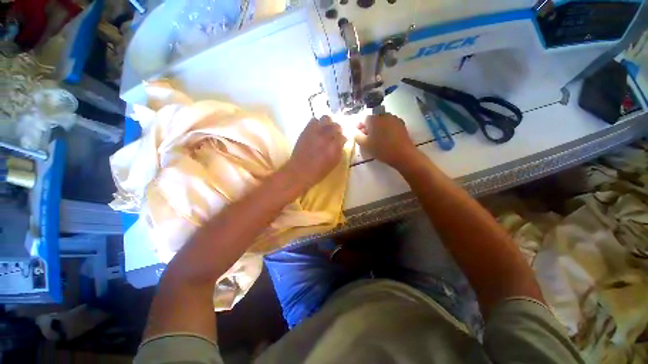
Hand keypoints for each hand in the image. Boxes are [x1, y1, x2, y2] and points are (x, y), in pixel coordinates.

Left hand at [284, 116, 345, 189]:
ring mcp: (315, 132)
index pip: (342, 135)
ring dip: (327, 123)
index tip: (340, 140)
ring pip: (326, 118)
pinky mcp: (306, 130)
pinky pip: (313, 120)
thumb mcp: (334, 163)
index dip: (342, 138)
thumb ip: (339, 150)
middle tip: (334, 134)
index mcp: (335, 147)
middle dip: (337, 129)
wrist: (299, 171)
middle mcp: (326, 137)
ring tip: (325, 129)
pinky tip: (316, 130)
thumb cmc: (319, 171)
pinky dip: (317, 123)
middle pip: (336, 125)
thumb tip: (342, 141)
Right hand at [355, 114, 420, 169]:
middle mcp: (383, 114)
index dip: (358, 127)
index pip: (362, 119)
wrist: (403, 154)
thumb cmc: (382, 149)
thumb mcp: (365, 145)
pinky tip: (385, 138)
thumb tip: (353, 131)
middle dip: (367, 127)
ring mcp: (394, 118)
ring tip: (375, 139)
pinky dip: (385, 129)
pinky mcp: (401, 124)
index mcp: (373, 118)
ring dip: (376, 128)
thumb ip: (357, 136)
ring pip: (381, 121)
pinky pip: (389, 124)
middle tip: (365, 138)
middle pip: (372, 119)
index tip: (356, 135)